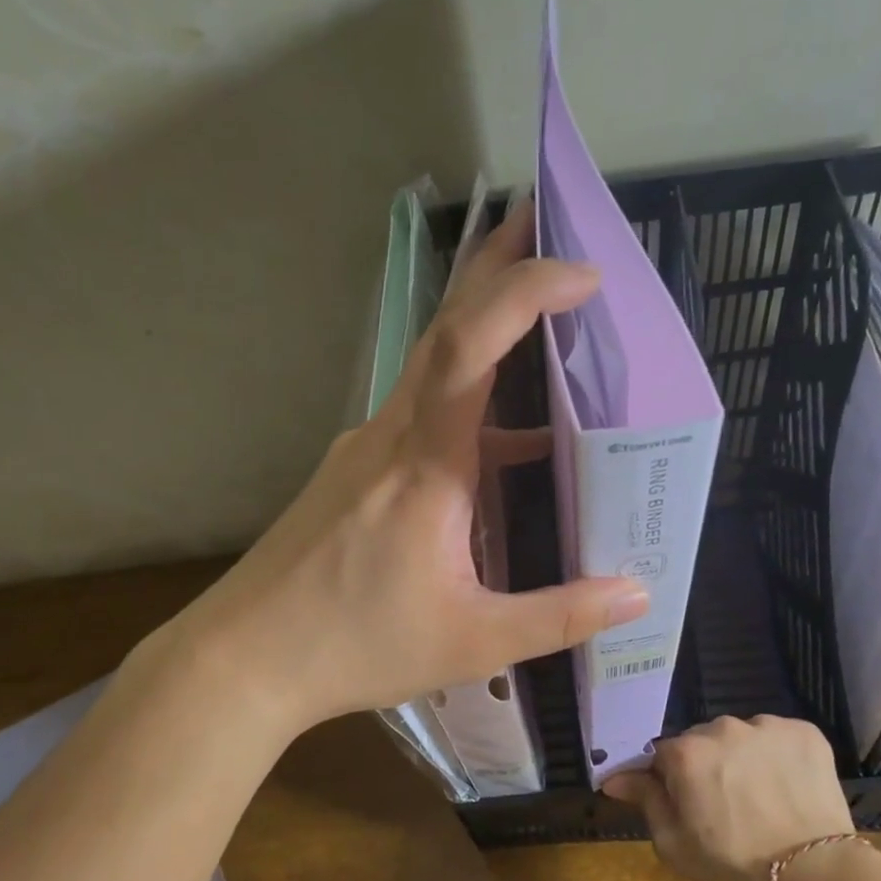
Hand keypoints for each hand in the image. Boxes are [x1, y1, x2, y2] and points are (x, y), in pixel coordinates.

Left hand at [174, 202, 648, 729]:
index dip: (524, 292)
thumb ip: (560, 616)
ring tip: (546, 319)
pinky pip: (420, 416)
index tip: (584, 272)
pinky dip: (469, 406)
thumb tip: (638, 593)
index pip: (470, 346)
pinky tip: (504, 443)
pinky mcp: (353, 473)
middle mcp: (389, 436)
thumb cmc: (353, 646)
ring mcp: (364, 450)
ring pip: (431, 369)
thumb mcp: (472, 642)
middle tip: (552, 222)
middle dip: (500, 269)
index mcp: (423, 466)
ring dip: (486, 332)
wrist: (242, 658)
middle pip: (445, 328)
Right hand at [603, 715, 852, 880]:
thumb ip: (645, 800)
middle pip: (703, 740)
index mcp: (685, 753)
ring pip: (741, 735)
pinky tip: (787, 785)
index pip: (663, 755)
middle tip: (725, 803)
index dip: (671, 779)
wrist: (814, 875)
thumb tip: (614, 778)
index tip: (685, 803)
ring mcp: (766, 727)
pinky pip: (778, 736)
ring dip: (743, 756)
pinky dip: (779, 754)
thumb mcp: (673, 843)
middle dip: (707, 764)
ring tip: (761, 795)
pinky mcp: (804, 732)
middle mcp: (721, 728)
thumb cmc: (732, 863)